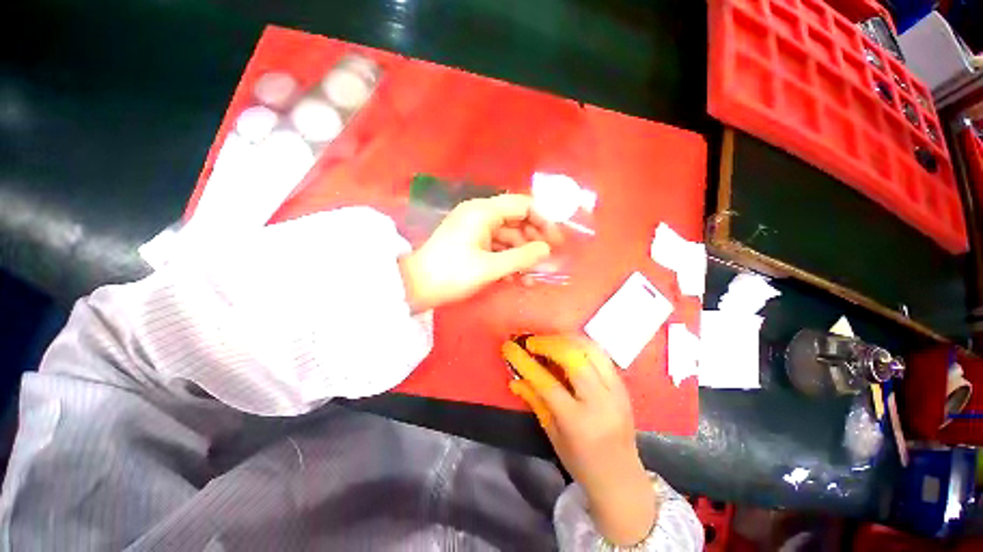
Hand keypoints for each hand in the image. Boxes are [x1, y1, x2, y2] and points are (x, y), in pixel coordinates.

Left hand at [399, 194, 562, 311]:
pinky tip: (517, 278)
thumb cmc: (452, 274)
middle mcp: (480, 215)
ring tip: (533, 276)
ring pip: (507, 237)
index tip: (556, 240)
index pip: (522, 205)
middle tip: (547, 259)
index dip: (543, 220)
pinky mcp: (471, 244)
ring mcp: (475, 230)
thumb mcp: (490, 267)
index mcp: (483, 211)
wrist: (416, 287)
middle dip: (533, 240)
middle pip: (516, 220)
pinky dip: (507, 260)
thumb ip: (521, 257)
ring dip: (521, 255)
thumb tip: (546, 250)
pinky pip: (496, 247)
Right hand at [503, 335, 656, 546]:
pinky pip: (601, 354)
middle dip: (548, 343)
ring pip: (590, 349)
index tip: (510, 347)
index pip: (547, 383)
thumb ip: (535, 401)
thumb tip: (514, 378)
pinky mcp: (624, 385)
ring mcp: (616, 391)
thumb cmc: (581, 462)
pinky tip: (568, 346)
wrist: (622, 479)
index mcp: (578, 421)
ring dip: (566, 338)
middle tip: (532, 343)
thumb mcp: (552, 435)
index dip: (525, 362)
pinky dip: (581, 345)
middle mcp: (600, 401)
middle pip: (573, 357)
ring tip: (549, 341)